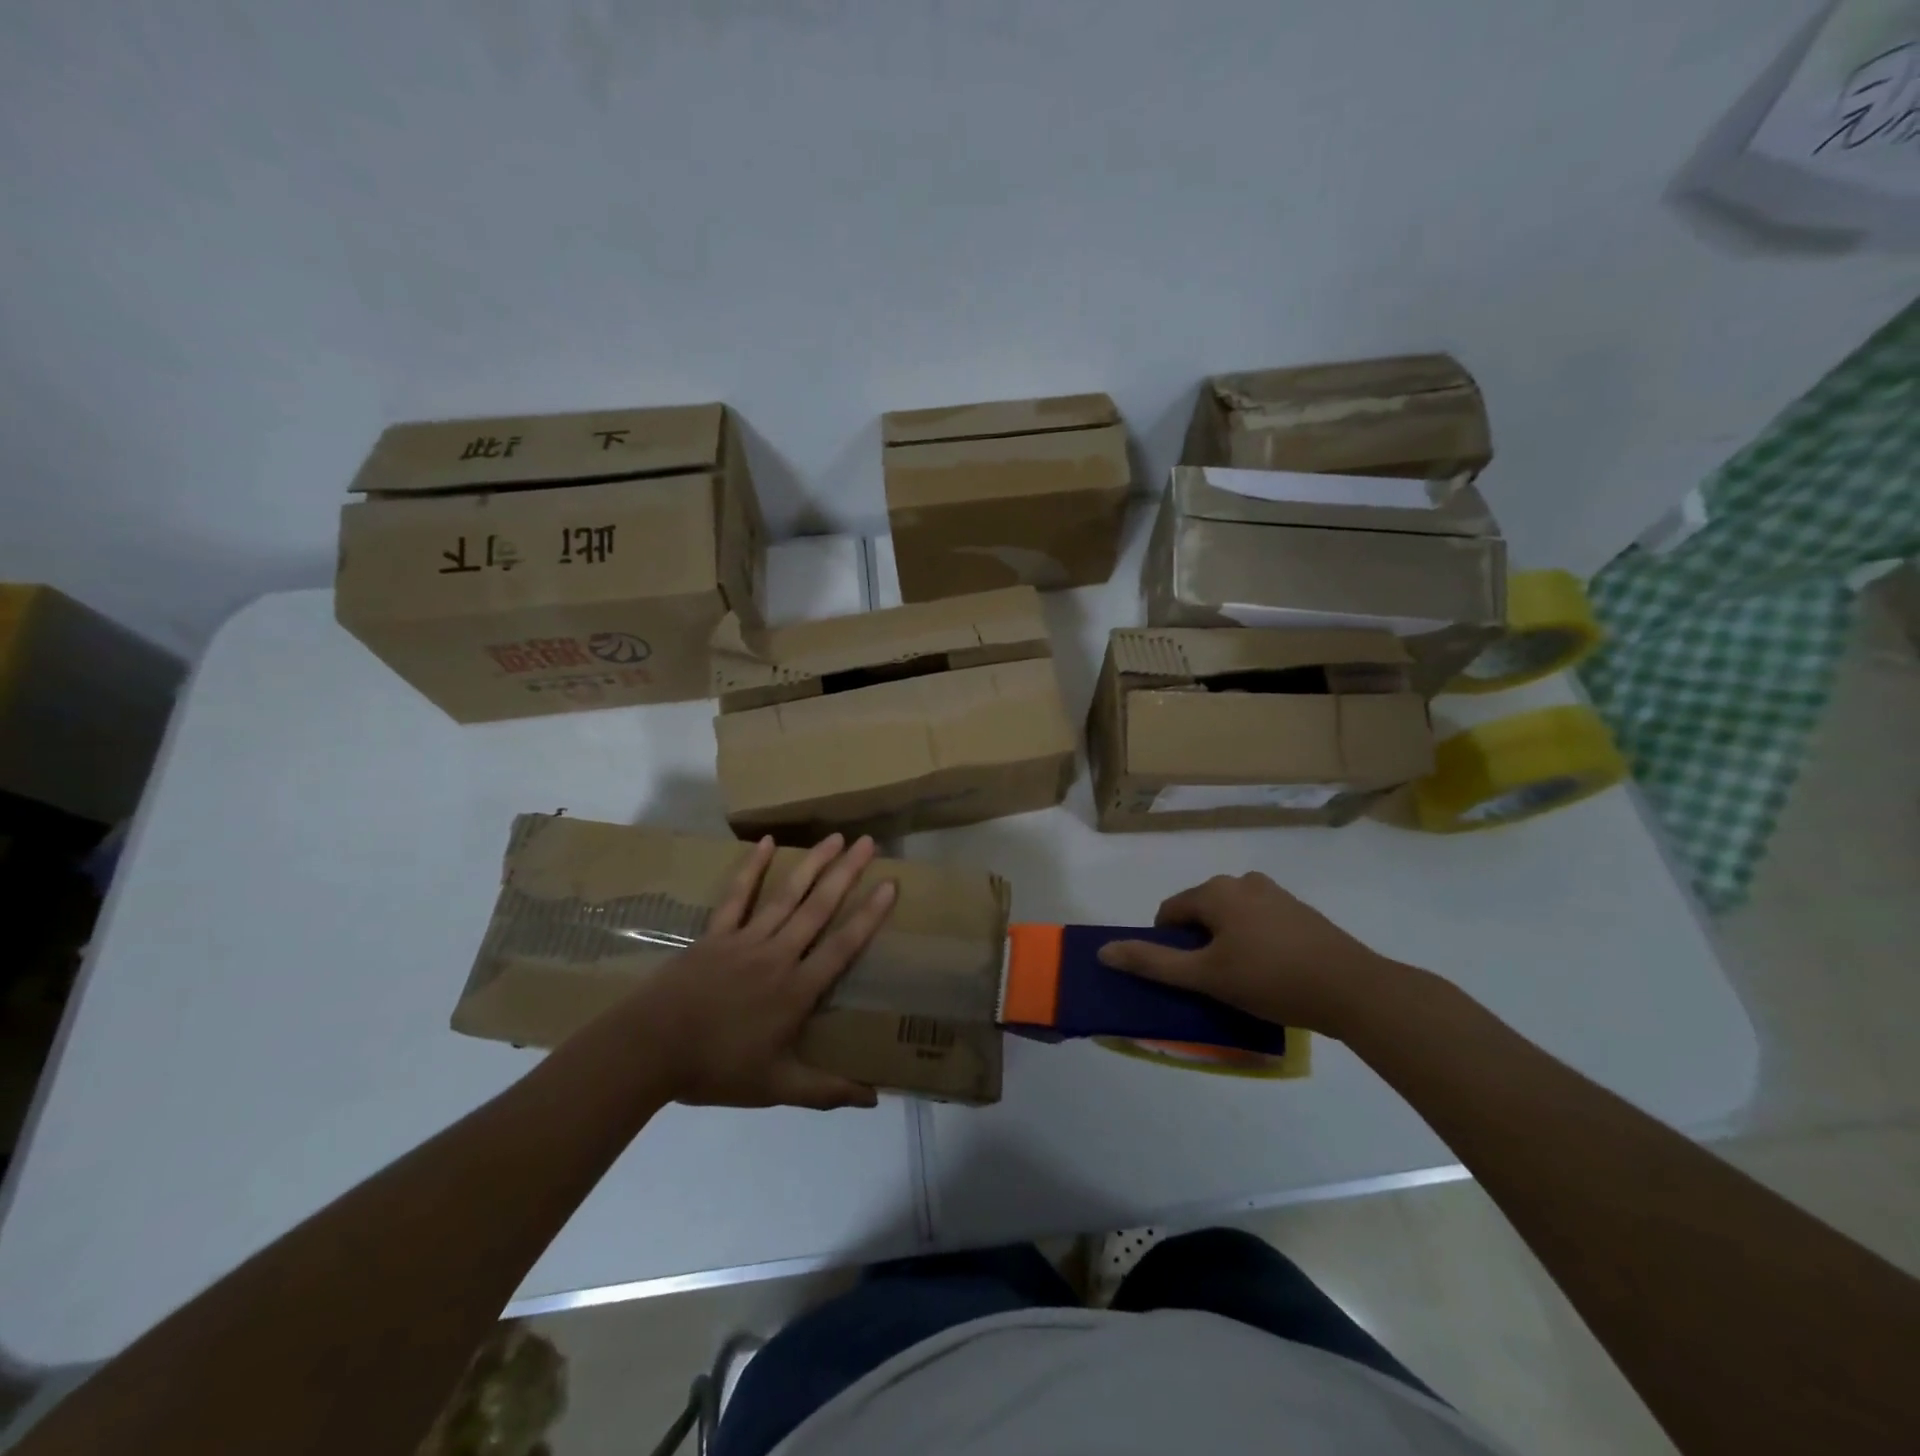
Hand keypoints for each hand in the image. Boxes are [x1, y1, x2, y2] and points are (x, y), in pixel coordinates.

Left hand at [640, 833, 895, 1109]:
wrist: (649, 1051)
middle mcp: (777, 955)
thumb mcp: (776, 1088)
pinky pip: (737, 895)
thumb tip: (874, 1098)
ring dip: (813, 864)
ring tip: (835, 837)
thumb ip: (826, 1090)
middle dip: (846, 873)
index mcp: (796, 990)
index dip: (869, 915)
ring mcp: (745, 940)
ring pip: (786, 895)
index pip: (842, 946)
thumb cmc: (717, 1069)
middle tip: (868, 842)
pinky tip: (767, 842)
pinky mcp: (716, 934)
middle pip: (819, 908)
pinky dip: (753, 867)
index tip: (890, 885)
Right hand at [1096, 873, 1401, 1035]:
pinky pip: (1259, 921)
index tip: (1185, 977)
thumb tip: (1104, 951)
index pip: (1169, 912)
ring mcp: (1275, 893)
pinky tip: (1271, 972)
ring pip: (1231, 917)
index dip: (1167, 945)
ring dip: (1226, 942)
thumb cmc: (1270, 979)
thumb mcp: (1206, 976)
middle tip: (1213, 981)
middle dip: (1198, 944)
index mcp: (1215, 891)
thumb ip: (1152, 963)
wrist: (1353, 989)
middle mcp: (1242, 881)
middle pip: (1201, 912)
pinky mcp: (1299, 910)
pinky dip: (1254, 941)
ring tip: (1243, 980)